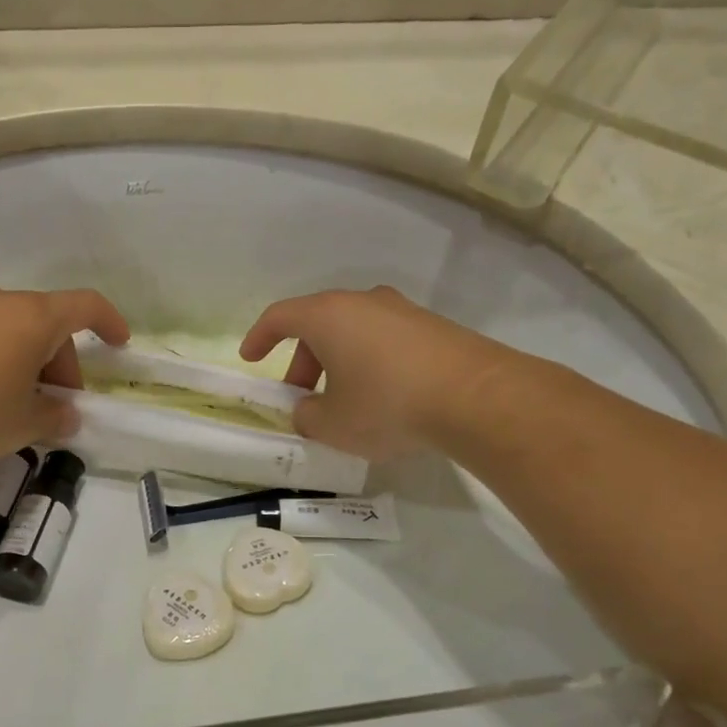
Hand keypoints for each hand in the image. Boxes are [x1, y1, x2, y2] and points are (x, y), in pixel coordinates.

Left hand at [0, 285, 129, 468]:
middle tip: (52, 410)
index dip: (109, 322)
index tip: (120, 344)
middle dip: (59, 366)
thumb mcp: (20, 426)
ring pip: (8, 333)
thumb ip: (53, 419)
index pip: (85, 306)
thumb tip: (64, 415)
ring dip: (23, 366)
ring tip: (11, 411)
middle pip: (46, 325)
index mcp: (32, 318)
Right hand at [239, 286, 513, 458]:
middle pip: (318, 325)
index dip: (259, 337)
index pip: (280, 316)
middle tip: (303, 399)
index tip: (250, 358)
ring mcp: (402, 311)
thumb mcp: (333, 424)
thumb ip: (307, 416)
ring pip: (354, 332)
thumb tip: (309, 410)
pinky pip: (385, 340)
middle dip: (302, 362)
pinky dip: (370, 363)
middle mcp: (363, 302)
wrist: (476, 397)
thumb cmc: (387, 404)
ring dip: (338, 363)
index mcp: (328, 315)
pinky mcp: (432, 327)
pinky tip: (383, 398)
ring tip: (345, 403)